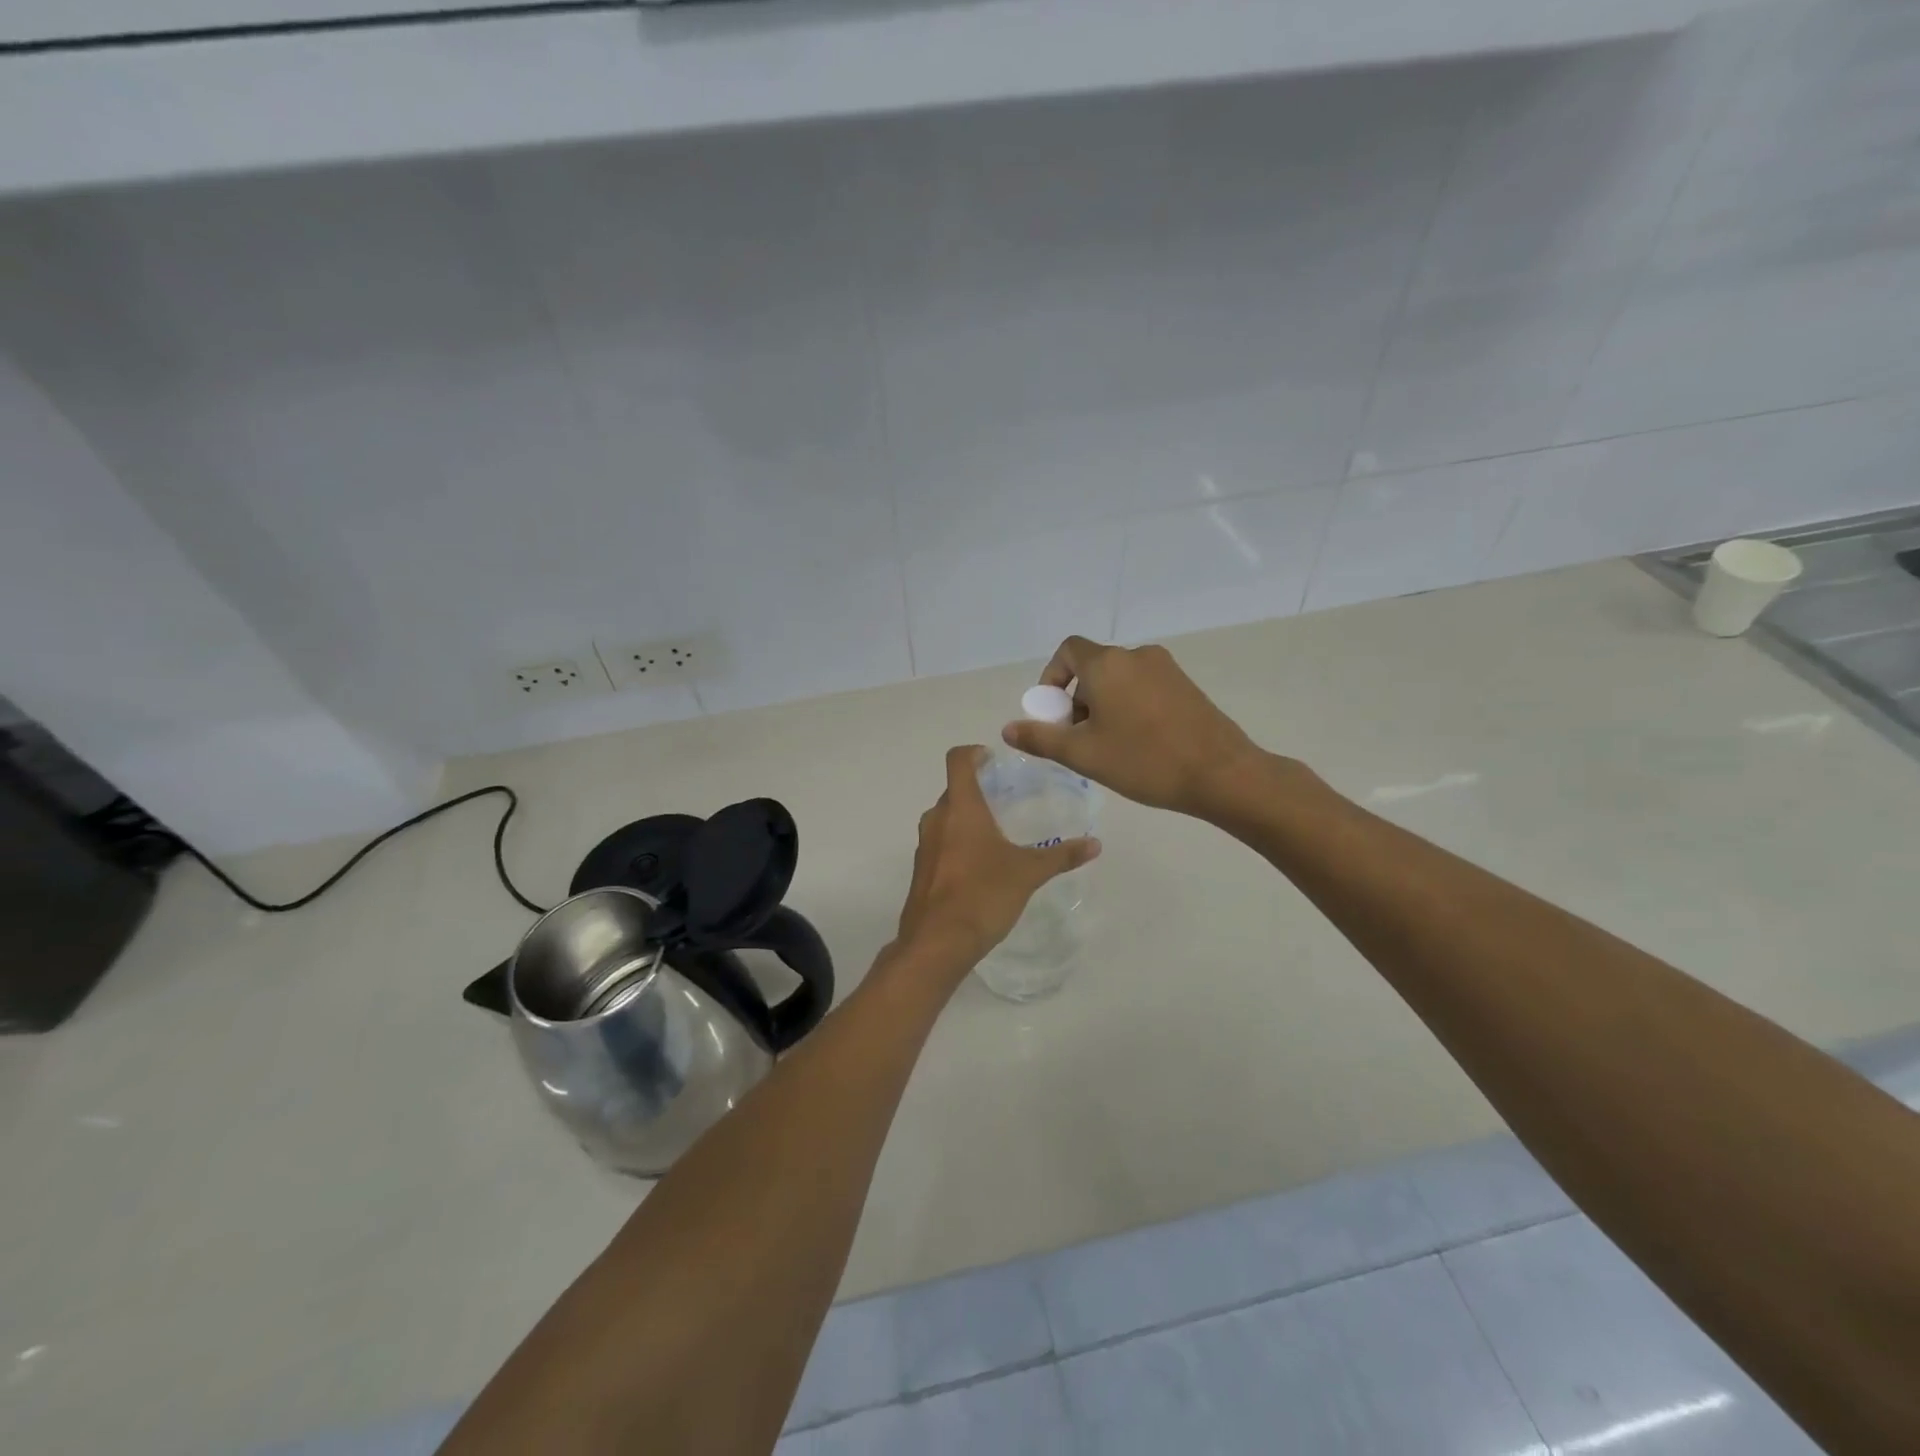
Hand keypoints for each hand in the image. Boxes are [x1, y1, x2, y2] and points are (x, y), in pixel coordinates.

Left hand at [889, 745, 1100, 972]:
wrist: (936, 943)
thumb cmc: (983, 895)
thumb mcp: (1028, 873)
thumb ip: (1061, 856)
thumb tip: (1095, 844)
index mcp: (961, 808)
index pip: (958, 760)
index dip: (974, 753)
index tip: (993, 759)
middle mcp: (937, 819)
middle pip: (954, 790)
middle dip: (977, 790)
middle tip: (1006, 799)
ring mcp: (924, 846)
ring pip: (946, 818)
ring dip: (967, 818)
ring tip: (997, 832)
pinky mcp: (921, 871)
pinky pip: (940, 843)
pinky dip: (958, 843)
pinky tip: (981, 865)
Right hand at [1001, 636, 1269, 817]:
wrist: (1221, 773)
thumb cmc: (1144, 760)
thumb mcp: (1083, 754)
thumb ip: (1041, 738)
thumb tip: (1008, 729)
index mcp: (1107, 664)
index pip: (1067, 651)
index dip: (1052, 678)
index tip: (1053, 714)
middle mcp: (1136, 655)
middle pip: (1093, 667)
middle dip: (1077, 700)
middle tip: (1078, 740)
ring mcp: (1166, 668)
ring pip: (1119, 680)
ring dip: (1103, 705)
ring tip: (1108, 747)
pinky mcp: (1186, 686)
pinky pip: (1144, 688)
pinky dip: (1130, 706)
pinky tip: (1138, 744)